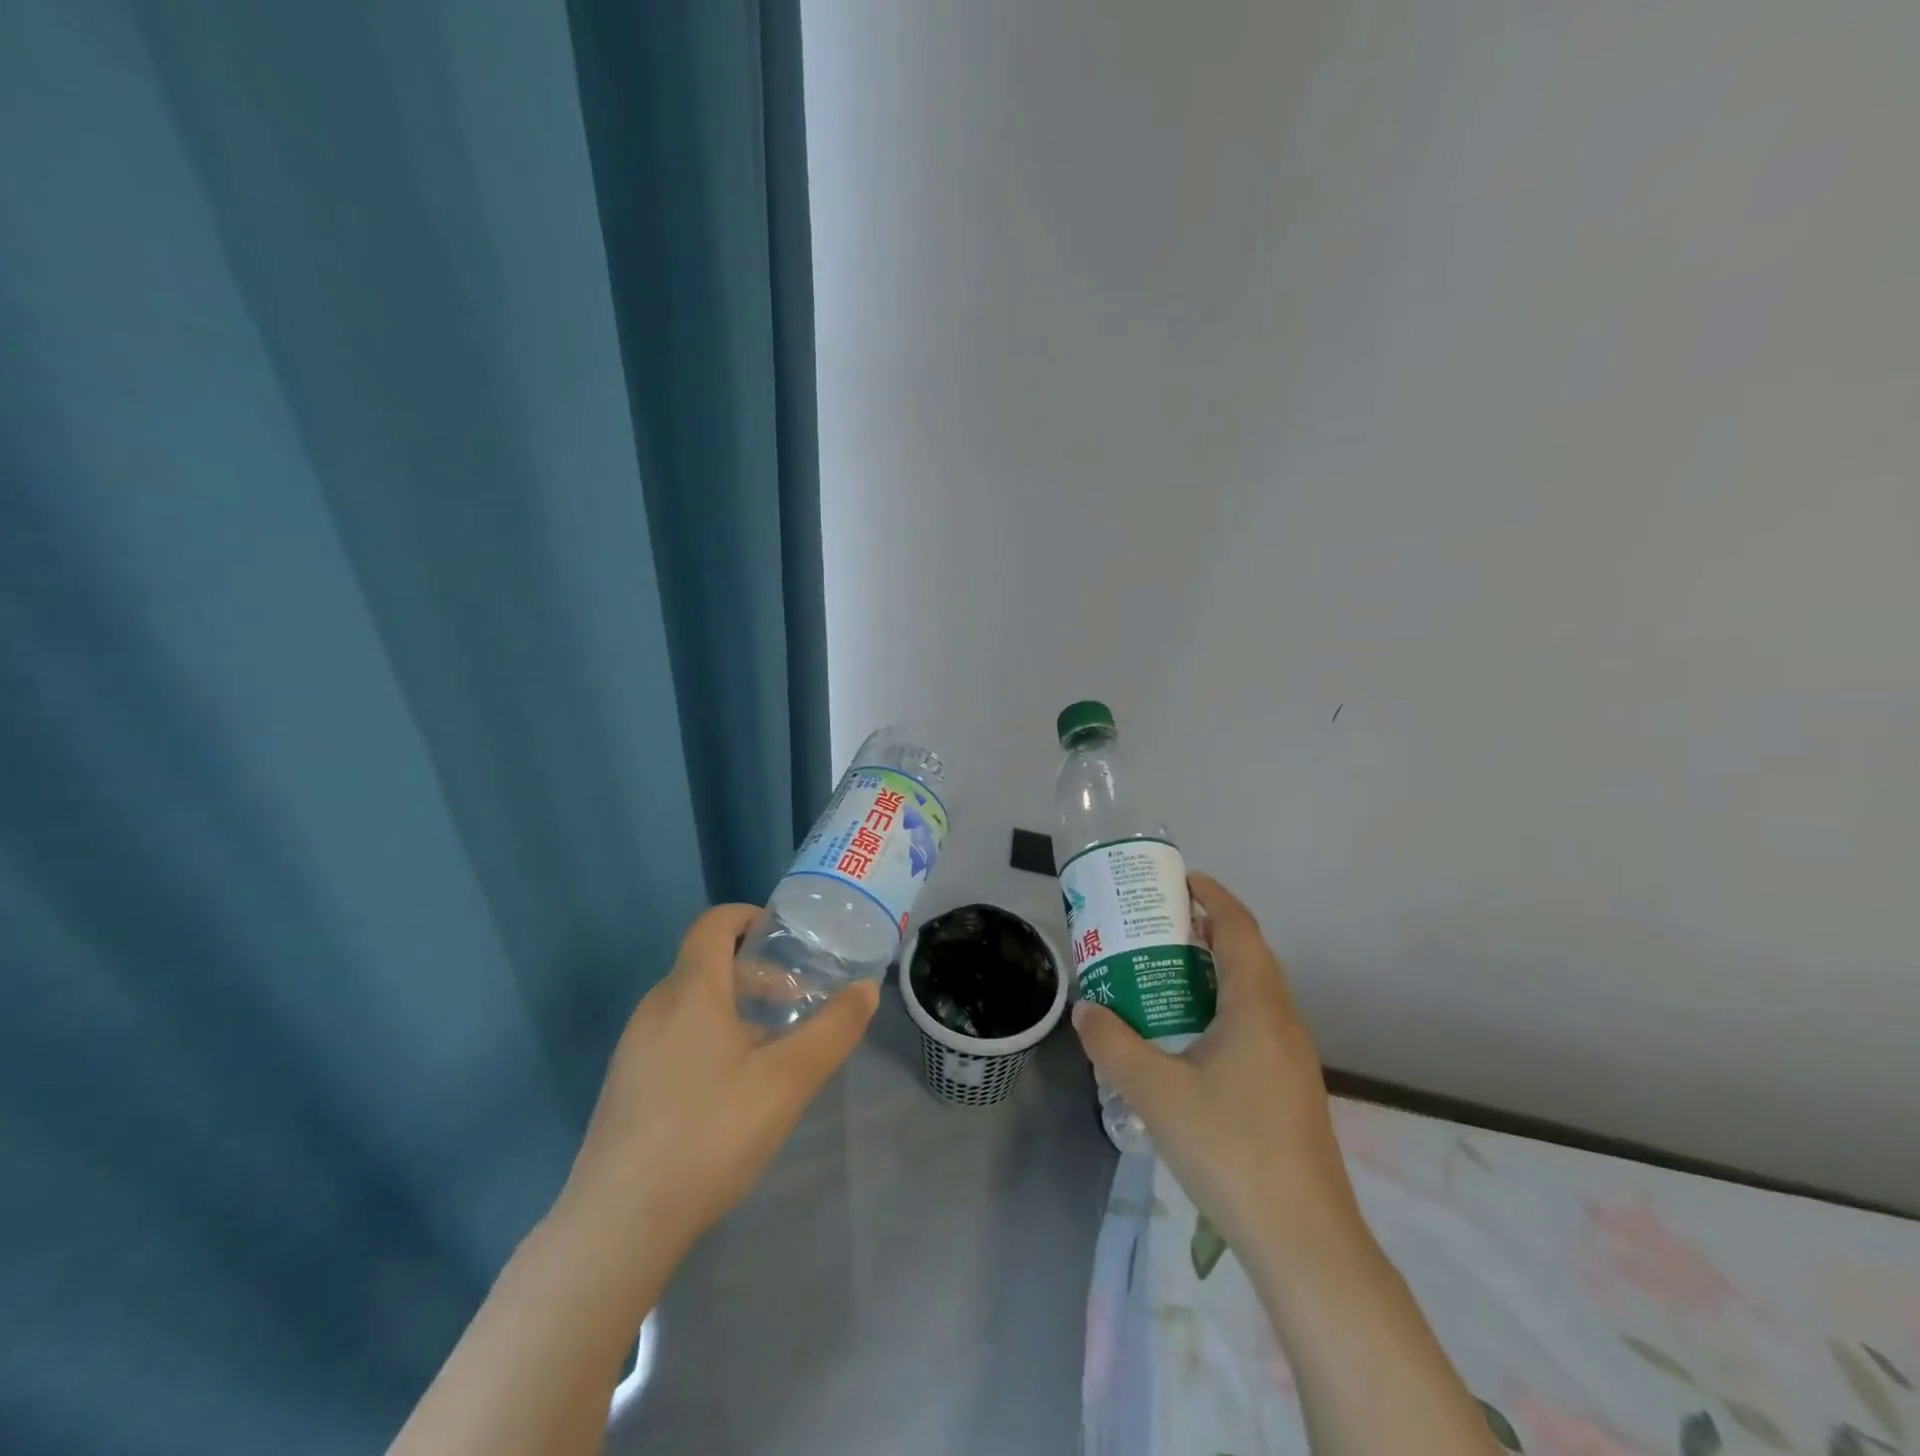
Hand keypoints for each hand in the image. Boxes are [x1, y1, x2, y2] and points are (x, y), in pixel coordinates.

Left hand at [556, 903, 878, 1265]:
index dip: (750, 917)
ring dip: (736, 1008)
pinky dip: (710, 1036)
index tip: (788, 939)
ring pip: (692, 1003)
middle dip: (756, 972)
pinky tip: (732, 1089)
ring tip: (773, 1049)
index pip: (714, 923)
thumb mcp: (788, 1081)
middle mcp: (655, 1008)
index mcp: (690, 991)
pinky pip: (675, 1036)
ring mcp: (634, 1048)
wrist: (617, 1226)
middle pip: (707, 963)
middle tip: (796, 1002)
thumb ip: (833, 1030)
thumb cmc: (710, 1134)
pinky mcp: (626, 1085)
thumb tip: (866, 989)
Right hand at [1070, 873, 1362, 1273]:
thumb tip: (1086, 1010)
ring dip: (1215, 971)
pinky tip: (1190, 1037)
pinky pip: (1255, 1023)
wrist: (1305, 1241)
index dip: (1213, 897)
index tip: (1181, 878)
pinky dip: (1223, 1006)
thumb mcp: (1157, 1093)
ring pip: (1253, 992)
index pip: (1239, 929)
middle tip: (1158, 926)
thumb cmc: (1231, 1149)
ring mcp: (1291, 1058)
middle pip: (1248, 956)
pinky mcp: (1290, 1088)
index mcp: (1257, 1007)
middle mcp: (1281, 1021)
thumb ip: (1114, 1045)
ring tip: (1166, 973)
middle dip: (1207, 930)